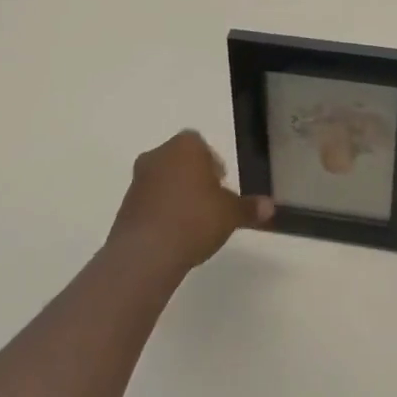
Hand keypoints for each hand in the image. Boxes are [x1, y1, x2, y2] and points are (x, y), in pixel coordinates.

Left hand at [110, 131, 272, 272]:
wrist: (147, 253)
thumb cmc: (195, 219)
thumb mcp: (231, 214)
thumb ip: (249, 207)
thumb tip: (270, 206)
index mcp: (184, 147)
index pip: (199, 143)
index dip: (212, 162)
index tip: (221, 182)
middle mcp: (157, 155)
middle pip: (179, 160)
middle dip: (194, 176)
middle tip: (210, 201)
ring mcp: (137, 180)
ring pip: (162, 180)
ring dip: (176, 194)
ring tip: (193, 221)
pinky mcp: (125, 206)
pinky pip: (149, 201)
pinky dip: (161, 211)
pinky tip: (174, 234)